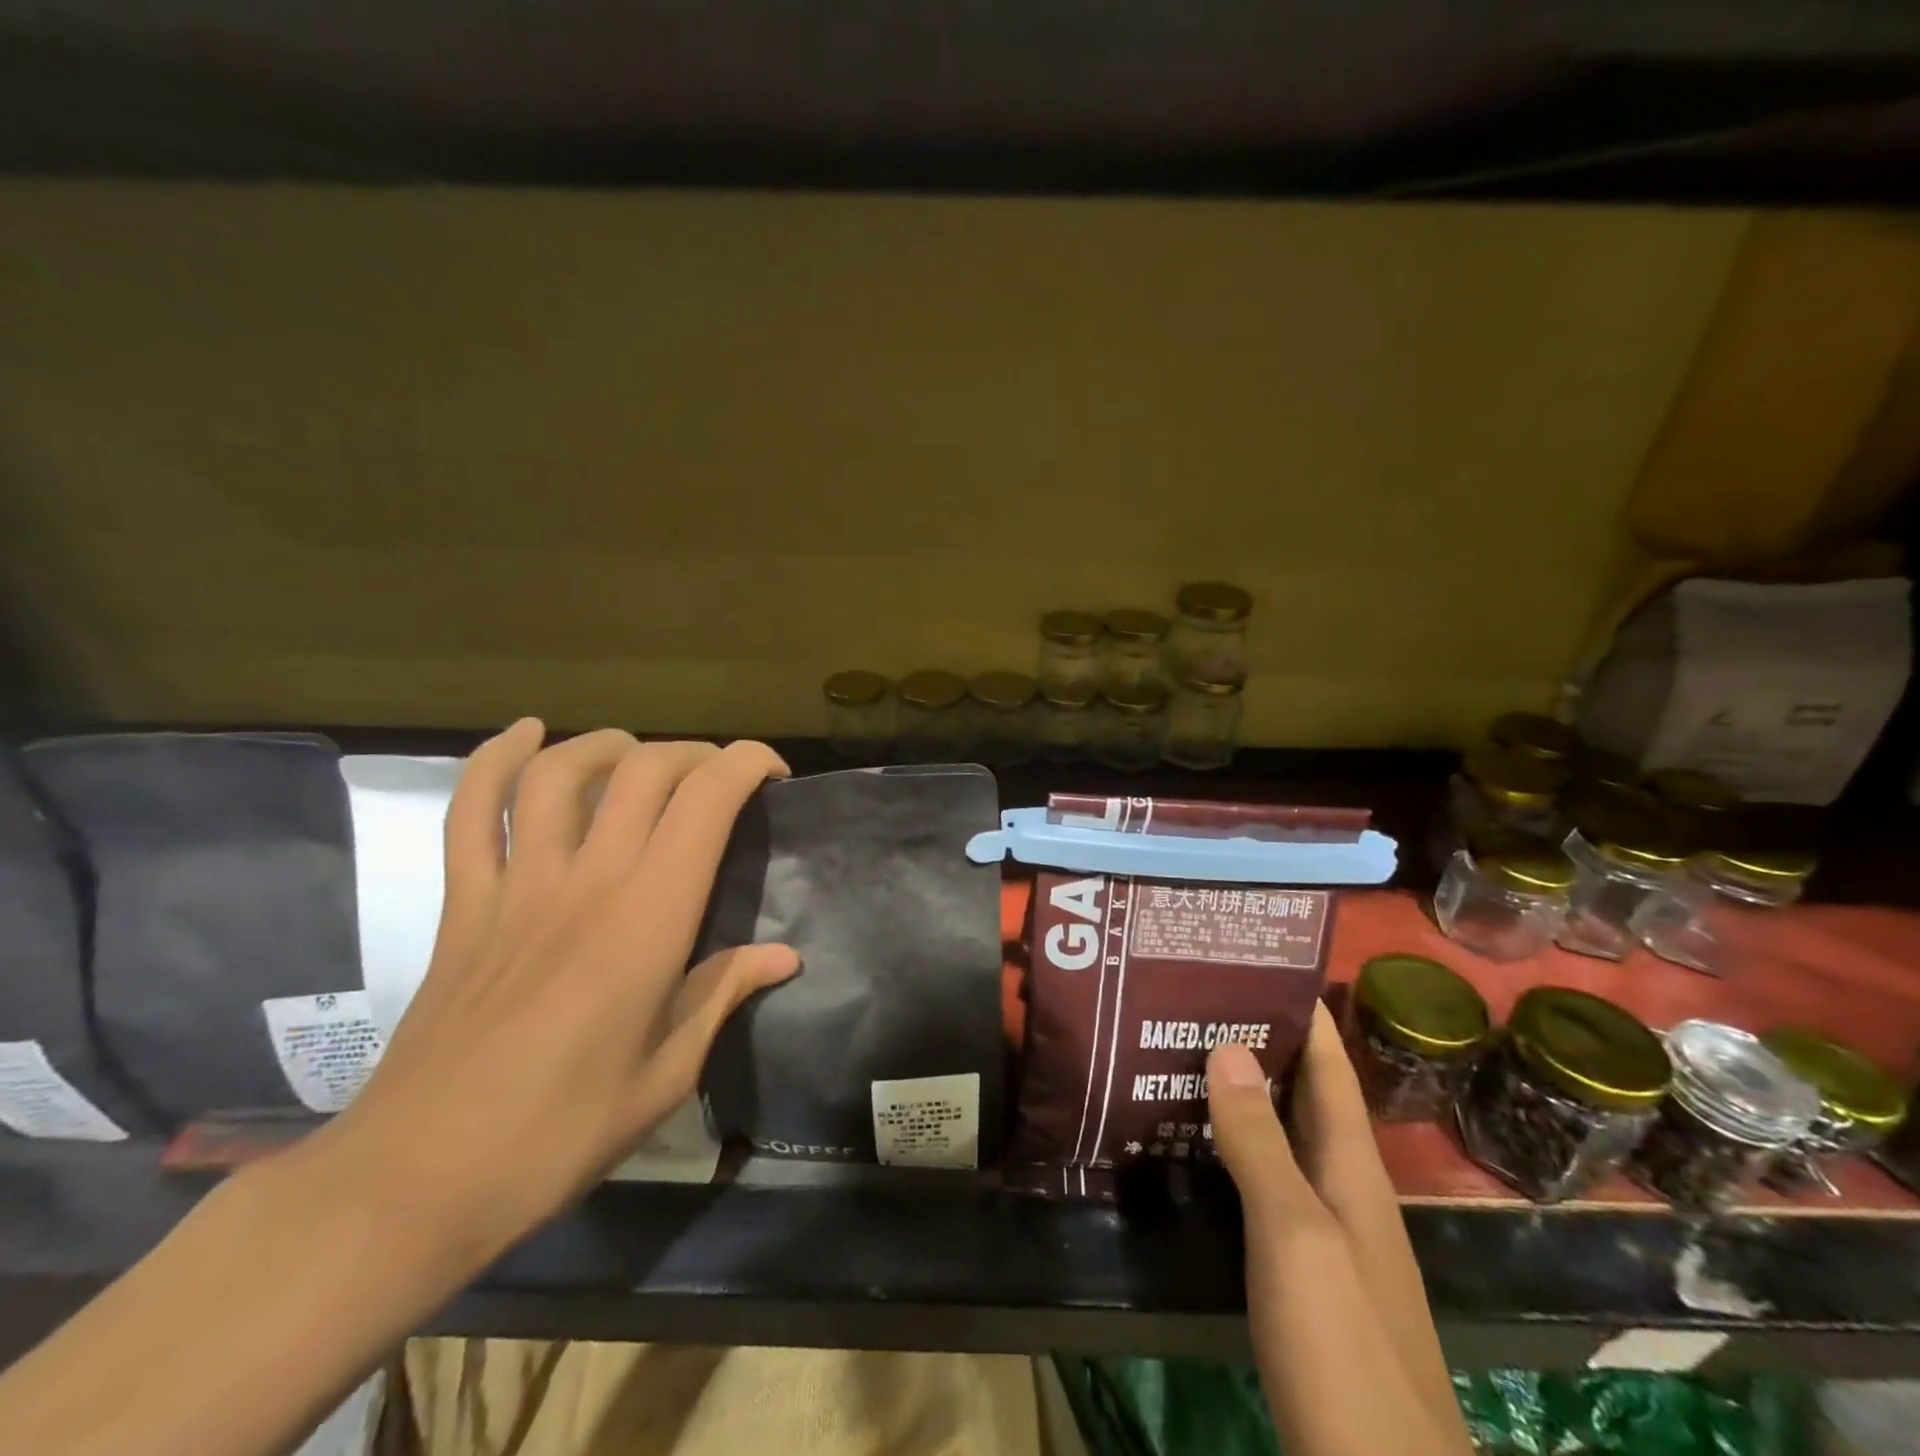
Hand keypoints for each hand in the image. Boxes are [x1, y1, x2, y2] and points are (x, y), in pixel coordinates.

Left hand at [306, 720, 799, 1261]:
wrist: (416, 1180)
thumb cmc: (560, 1133)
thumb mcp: (668, 1073)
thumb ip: (724, 994)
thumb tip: (784, 955)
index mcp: (648, 920)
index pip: (705, 802)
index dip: (746, 765)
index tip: (773, 778)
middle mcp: (586, 882)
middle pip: (644, 770)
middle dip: (695, 755)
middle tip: (720, 782)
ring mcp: (515, 886)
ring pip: (560, 773)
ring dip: (609, 746)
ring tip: (640, 755)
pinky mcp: (463, 903)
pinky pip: (471, 812)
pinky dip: (494, 760)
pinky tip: (524, 734)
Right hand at [1207, 1005, 1472, 1455]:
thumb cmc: (1343, 1348)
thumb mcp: (1295, 1234)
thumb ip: (1260, 1141)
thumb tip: (1228, 1046)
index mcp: (1352, 1167)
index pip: (1329, 1065)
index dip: (1301, 1012)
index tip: (1254, 963)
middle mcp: (1345, 1188)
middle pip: (1305, 1094)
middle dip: (1261, 1041)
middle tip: (1195, 999)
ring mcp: (1327, 1232)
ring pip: (1284, 1136)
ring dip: (1245, 1092)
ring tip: (1184, 1053)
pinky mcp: (1303, 1270)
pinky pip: (1267, 1180)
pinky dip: (1236, 1145)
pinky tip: (1197, 1144)